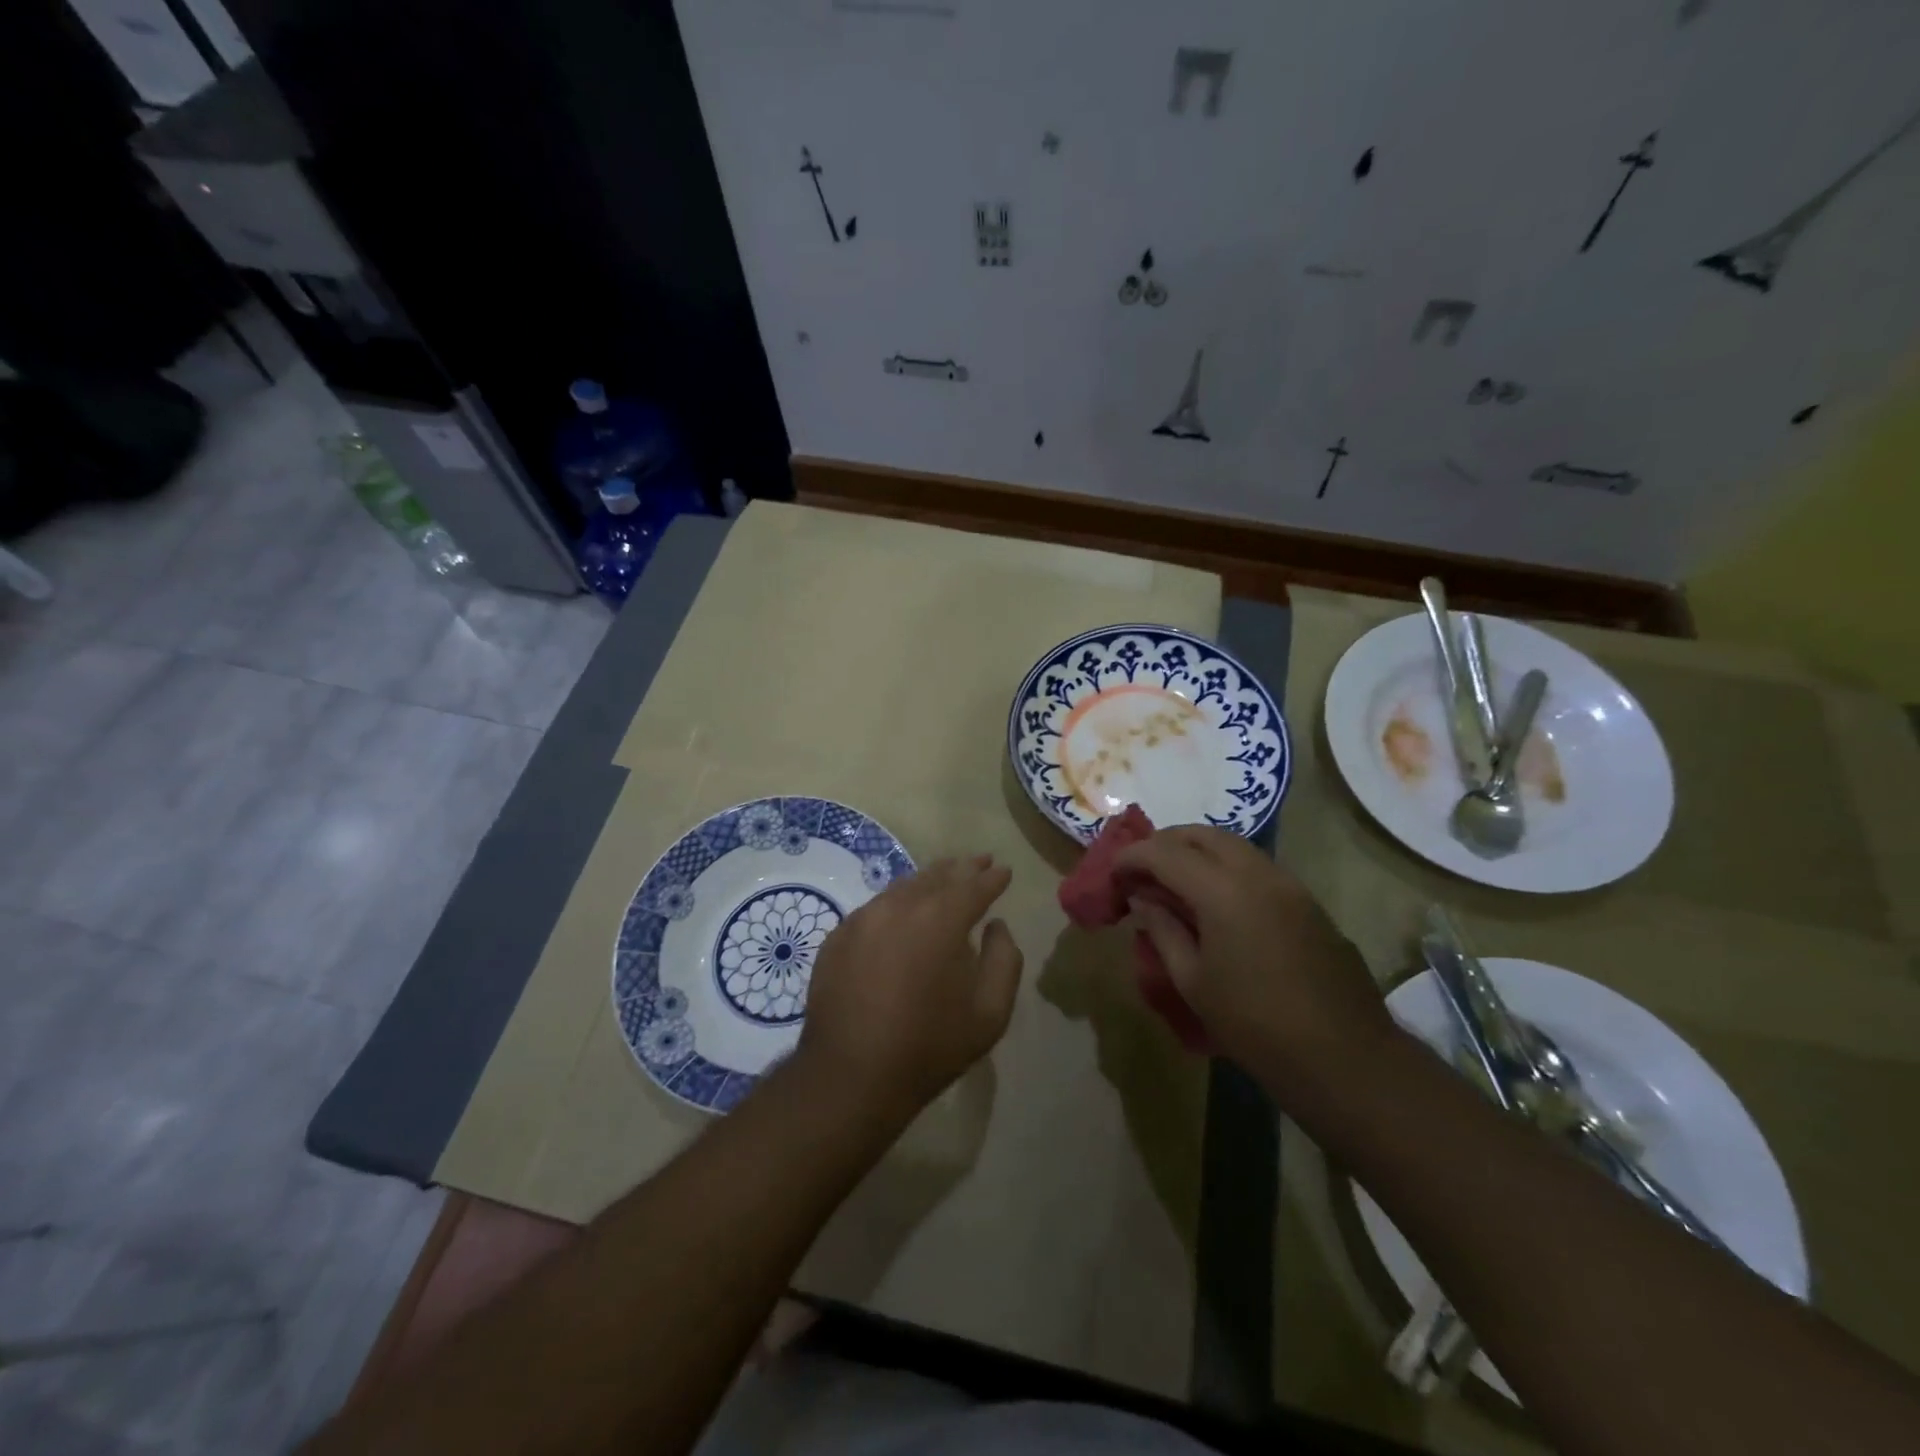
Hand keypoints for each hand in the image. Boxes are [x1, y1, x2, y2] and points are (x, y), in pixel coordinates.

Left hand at [798, 855, 1023, 1118]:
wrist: (850, 1075)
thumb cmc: (929, 1046)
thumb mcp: (989, 1013)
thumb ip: (1004, 960)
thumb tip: (997, 926)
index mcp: (941, 919)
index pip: (974, 885)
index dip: (993, 877)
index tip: (1004, 870)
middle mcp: (901, 906)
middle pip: (937, 876)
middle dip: (962, 868)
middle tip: (979, 862)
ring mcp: (864, 918)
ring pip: (904, 887)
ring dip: (929, 880)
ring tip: (944, 878)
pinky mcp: (838, 936)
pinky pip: (876, 908)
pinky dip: (897, 902)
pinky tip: (902, 912)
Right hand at [1114, 828, 1391, 1105]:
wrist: (1345, 1058)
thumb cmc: (1255, 1025)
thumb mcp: (1193, 981)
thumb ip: (1163, 929)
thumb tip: (1143, 899)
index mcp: (1222, 890)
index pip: (1164, 852)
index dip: (1131, 858)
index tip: (1112, 876)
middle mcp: (1257, 873)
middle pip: (1201, 834)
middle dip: (1164, 844)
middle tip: (1141, 871)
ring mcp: (1289, 884)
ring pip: (1233, 845)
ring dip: (1197, 852)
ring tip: (1174, 883)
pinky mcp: (1307, 901)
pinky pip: (1257, 866)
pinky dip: (1226, 868)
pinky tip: (1216, 902)